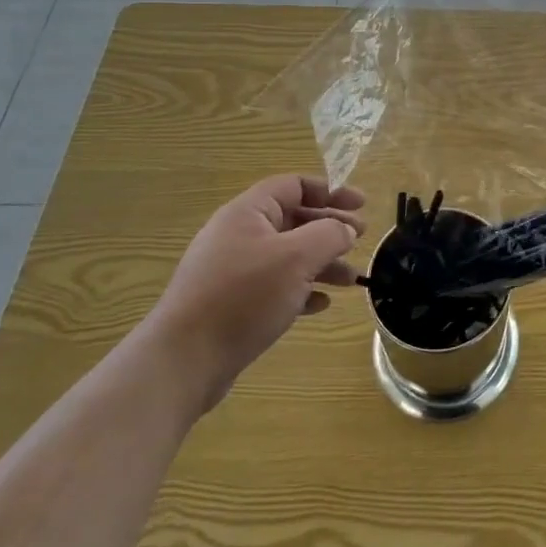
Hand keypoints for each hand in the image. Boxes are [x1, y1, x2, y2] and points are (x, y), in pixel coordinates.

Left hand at [143, 176, 365, 411]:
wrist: (184, 360)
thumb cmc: (243, 296)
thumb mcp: (296, 258)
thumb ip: (329, 235)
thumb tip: (345, 230)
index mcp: (248, 212)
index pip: (294, 186)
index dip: (330, 191)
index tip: (361, 205)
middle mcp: (238, 235)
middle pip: (293, 220)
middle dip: (330, 229)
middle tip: (361, 239)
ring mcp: (233, 271)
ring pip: (288, 256)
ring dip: (322, 263)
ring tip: (351, 280)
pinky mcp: (231, 303)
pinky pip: (275, 286)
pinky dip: (301, 289)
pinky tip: (321, 304)